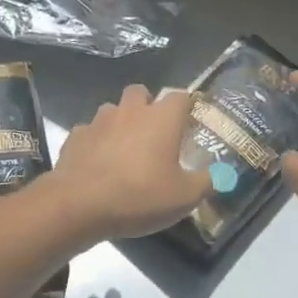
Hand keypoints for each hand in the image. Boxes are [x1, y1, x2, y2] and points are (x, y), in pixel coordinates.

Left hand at [42, 85, 212, 244]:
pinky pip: (90, 131)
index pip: (180, 96)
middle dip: (148, 105)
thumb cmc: (139, 196)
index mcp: (161, 118)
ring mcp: (99, 121)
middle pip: (141, 92)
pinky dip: (96, 141)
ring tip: (124, 148)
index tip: (189, 123)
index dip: (187, 107)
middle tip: (154, 133)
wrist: (80, 204)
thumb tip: (221, 173)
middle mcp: (131, 111)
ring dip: (120, 122)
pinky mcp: (76, 136)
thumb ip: (207, 182)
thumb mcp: (184, 197)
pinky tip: (98, 162)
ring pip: (113, 109)